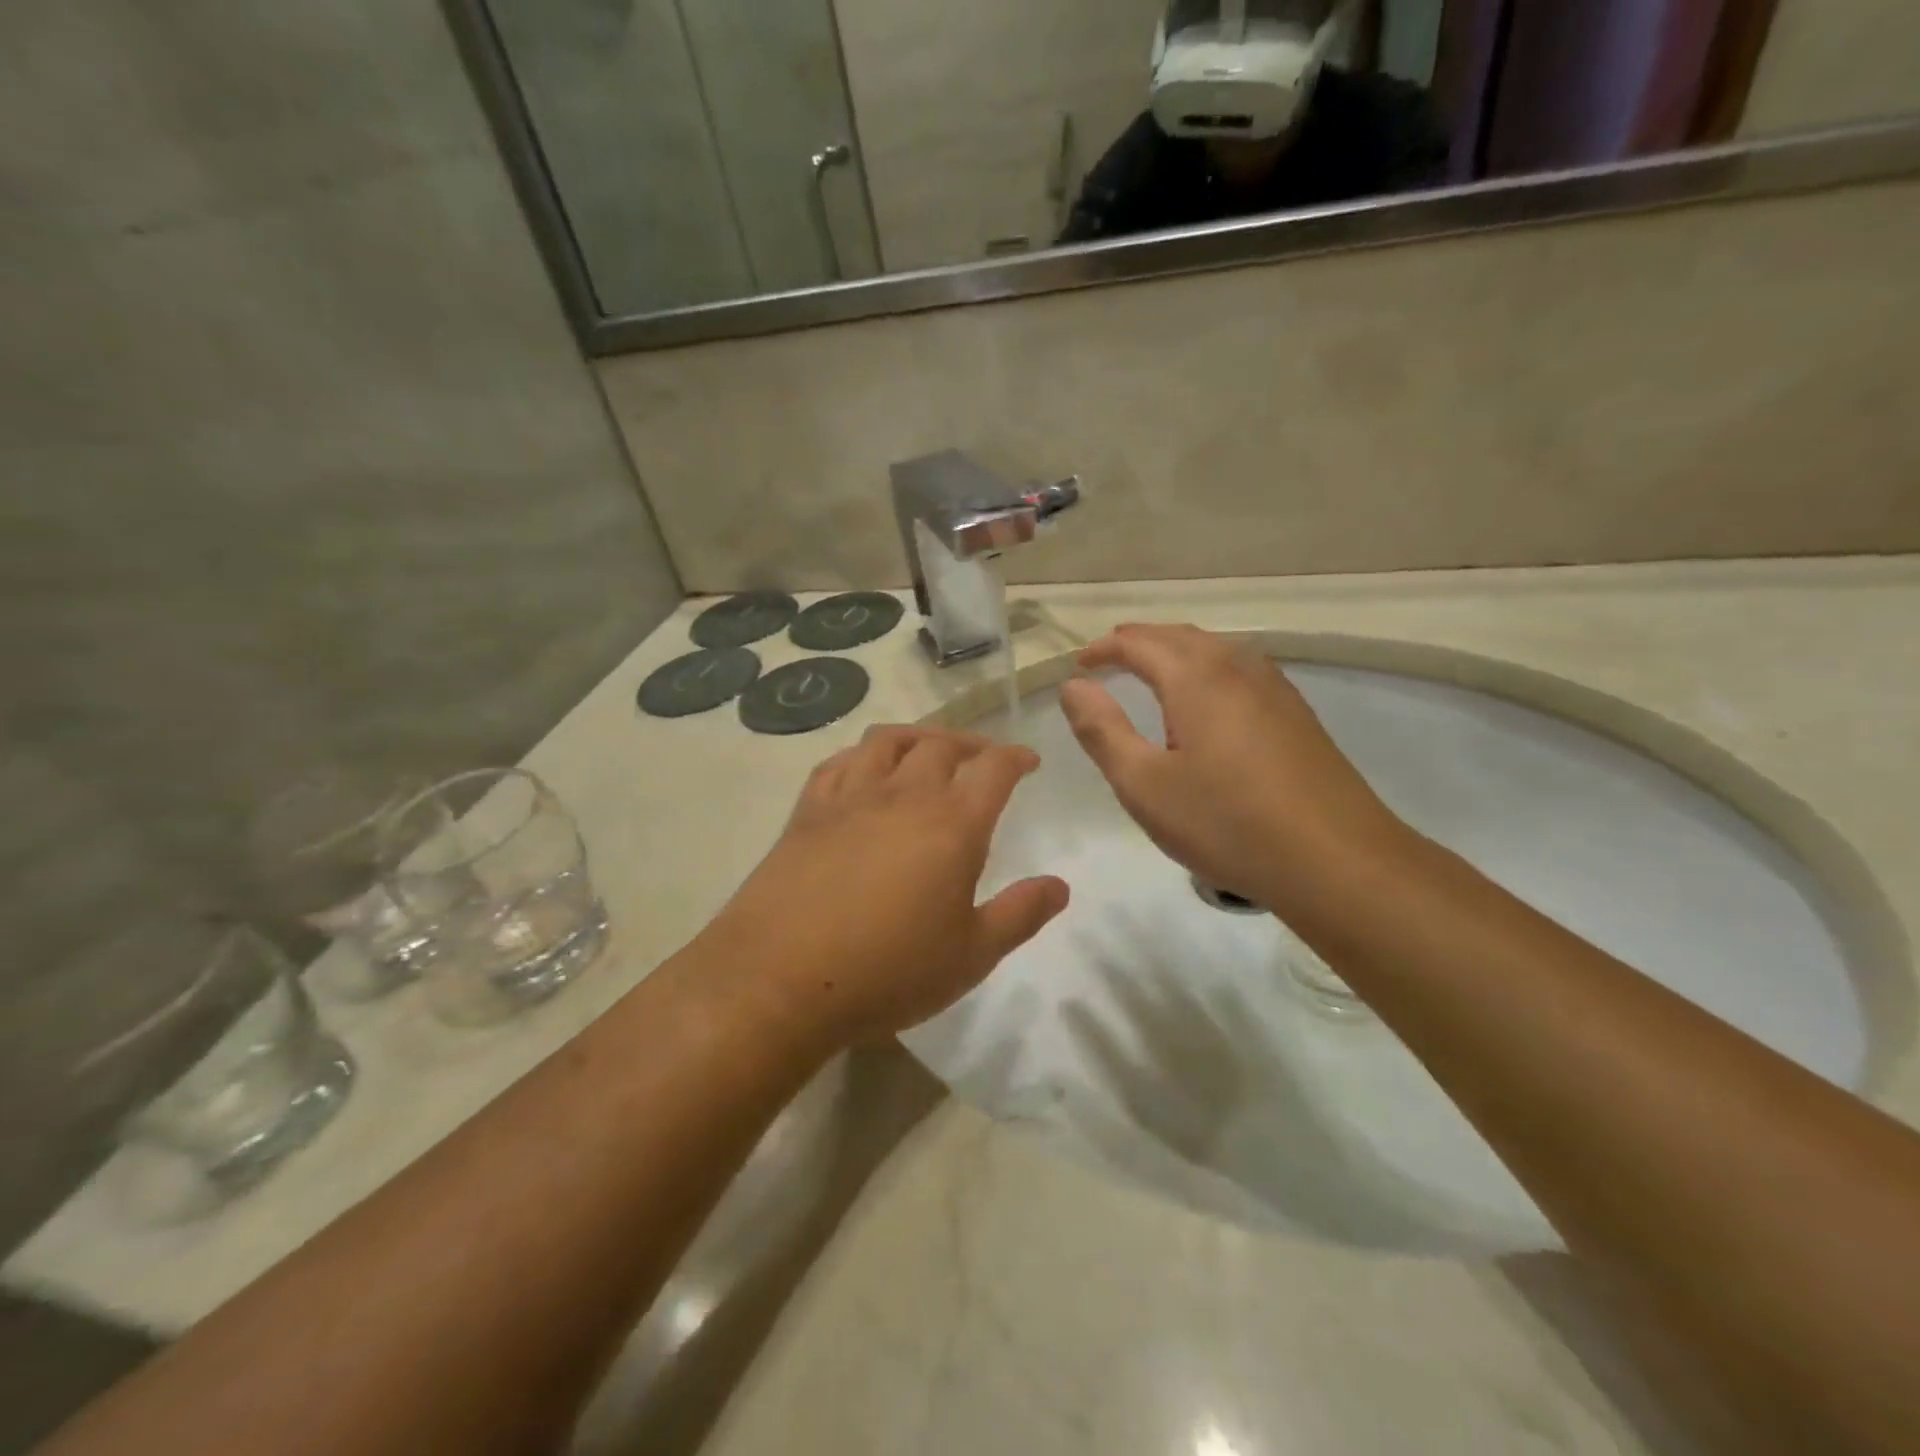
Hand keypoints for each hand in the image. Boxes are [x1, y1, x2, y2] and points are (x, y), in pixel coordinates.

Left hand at [701, 726, 1069, 1044]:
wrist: (780, 980)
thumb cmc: (889, 972)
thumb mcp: (971, 955)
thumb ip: (1020, 914)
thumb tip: (1060, 886)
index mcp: (952, 824)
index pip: (994, 768)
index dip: (1016, 757)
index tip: (1028, 761)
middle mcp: (904, 795)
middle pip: (942, 745)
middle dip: (971, 744)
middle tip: (982, 758)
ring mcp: (850, 798)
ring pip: (888, 741)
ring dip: (918, 736)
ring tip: (928, 750)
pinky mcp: (807, 812)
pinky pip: (839, 763)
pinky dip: (862, 755)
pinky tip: (865, 769)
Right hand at [1059, 624, 1407, 911]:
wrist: (1335, 860)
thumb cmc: (1226, 823)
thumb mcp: (1144, 785)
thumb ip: (1102, 731)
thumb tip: (1074, 687)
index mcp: (1196, 677)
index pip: (1139, 643)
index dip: (1103, 649)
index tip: (1079, 664)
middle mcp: (1237, 668)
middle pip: (1179, 636)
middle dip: (1138, 641)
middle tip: (1108, 658)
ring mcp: (1274, 688)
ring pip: (1215, 649)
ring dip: (1175, 651)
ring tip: (1150, 670)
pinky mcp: (1296, 713)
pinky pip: (1240, 669)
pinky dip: (1207, 668)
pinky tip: (1208, 698)